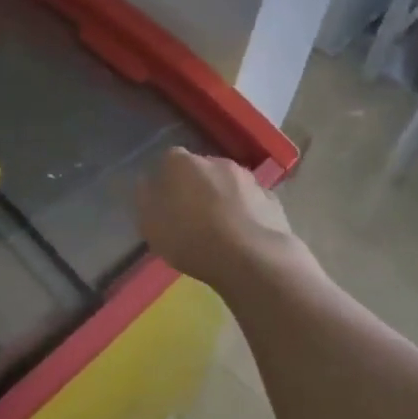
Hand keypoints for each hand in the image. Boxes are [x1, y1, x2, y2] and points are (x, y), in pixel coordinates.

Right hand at [134, 148, 295, 289]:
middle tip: (191, 216)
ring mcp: (248, 179)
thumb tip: (147, 182)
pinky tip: (243, 236)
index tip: (165, 202)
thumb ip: (145, 198)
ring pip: (229, 184)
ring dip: (223, 198)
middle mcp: (217, 161)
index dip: (166, 180)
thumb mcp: (151, 224)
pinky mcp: (272, 200)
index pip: (169, 160)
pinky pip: (252, 202)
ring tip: (220, 229)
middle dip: (196, 187)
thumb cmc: (191, 239)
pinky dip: (246, 213)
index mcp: (183, 163)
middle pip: (201, 170)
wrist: (252, 259)